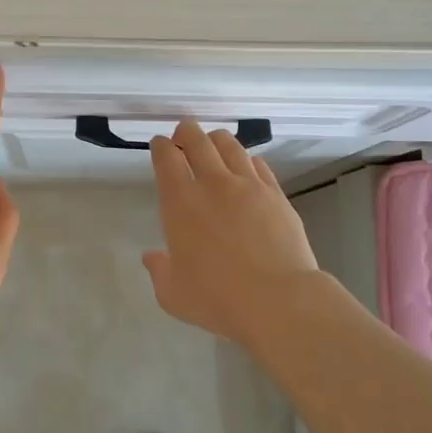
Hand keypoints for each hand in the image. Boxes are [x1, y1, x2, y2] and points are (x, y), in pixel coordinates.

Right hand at [144, 121, 318, 346]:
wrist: (279, 300)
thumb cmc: (218, 299)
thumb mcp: (174, 294)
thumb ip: (159, 271)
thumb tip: (152, 257)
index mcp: (181, 202)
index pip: (167, 157)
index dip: (161, 146)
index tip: (161, 145)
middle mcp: (213, 183)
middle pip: (197, 139)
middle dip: (186, 132)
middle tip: (183, 135)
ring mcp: (248, 185)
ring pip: (229, 144)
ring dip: (216, 140)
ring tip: (213, 145)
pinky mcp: (276, 194)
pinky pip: (258, 164)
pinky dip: (246, 159)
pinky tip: (245, 167)